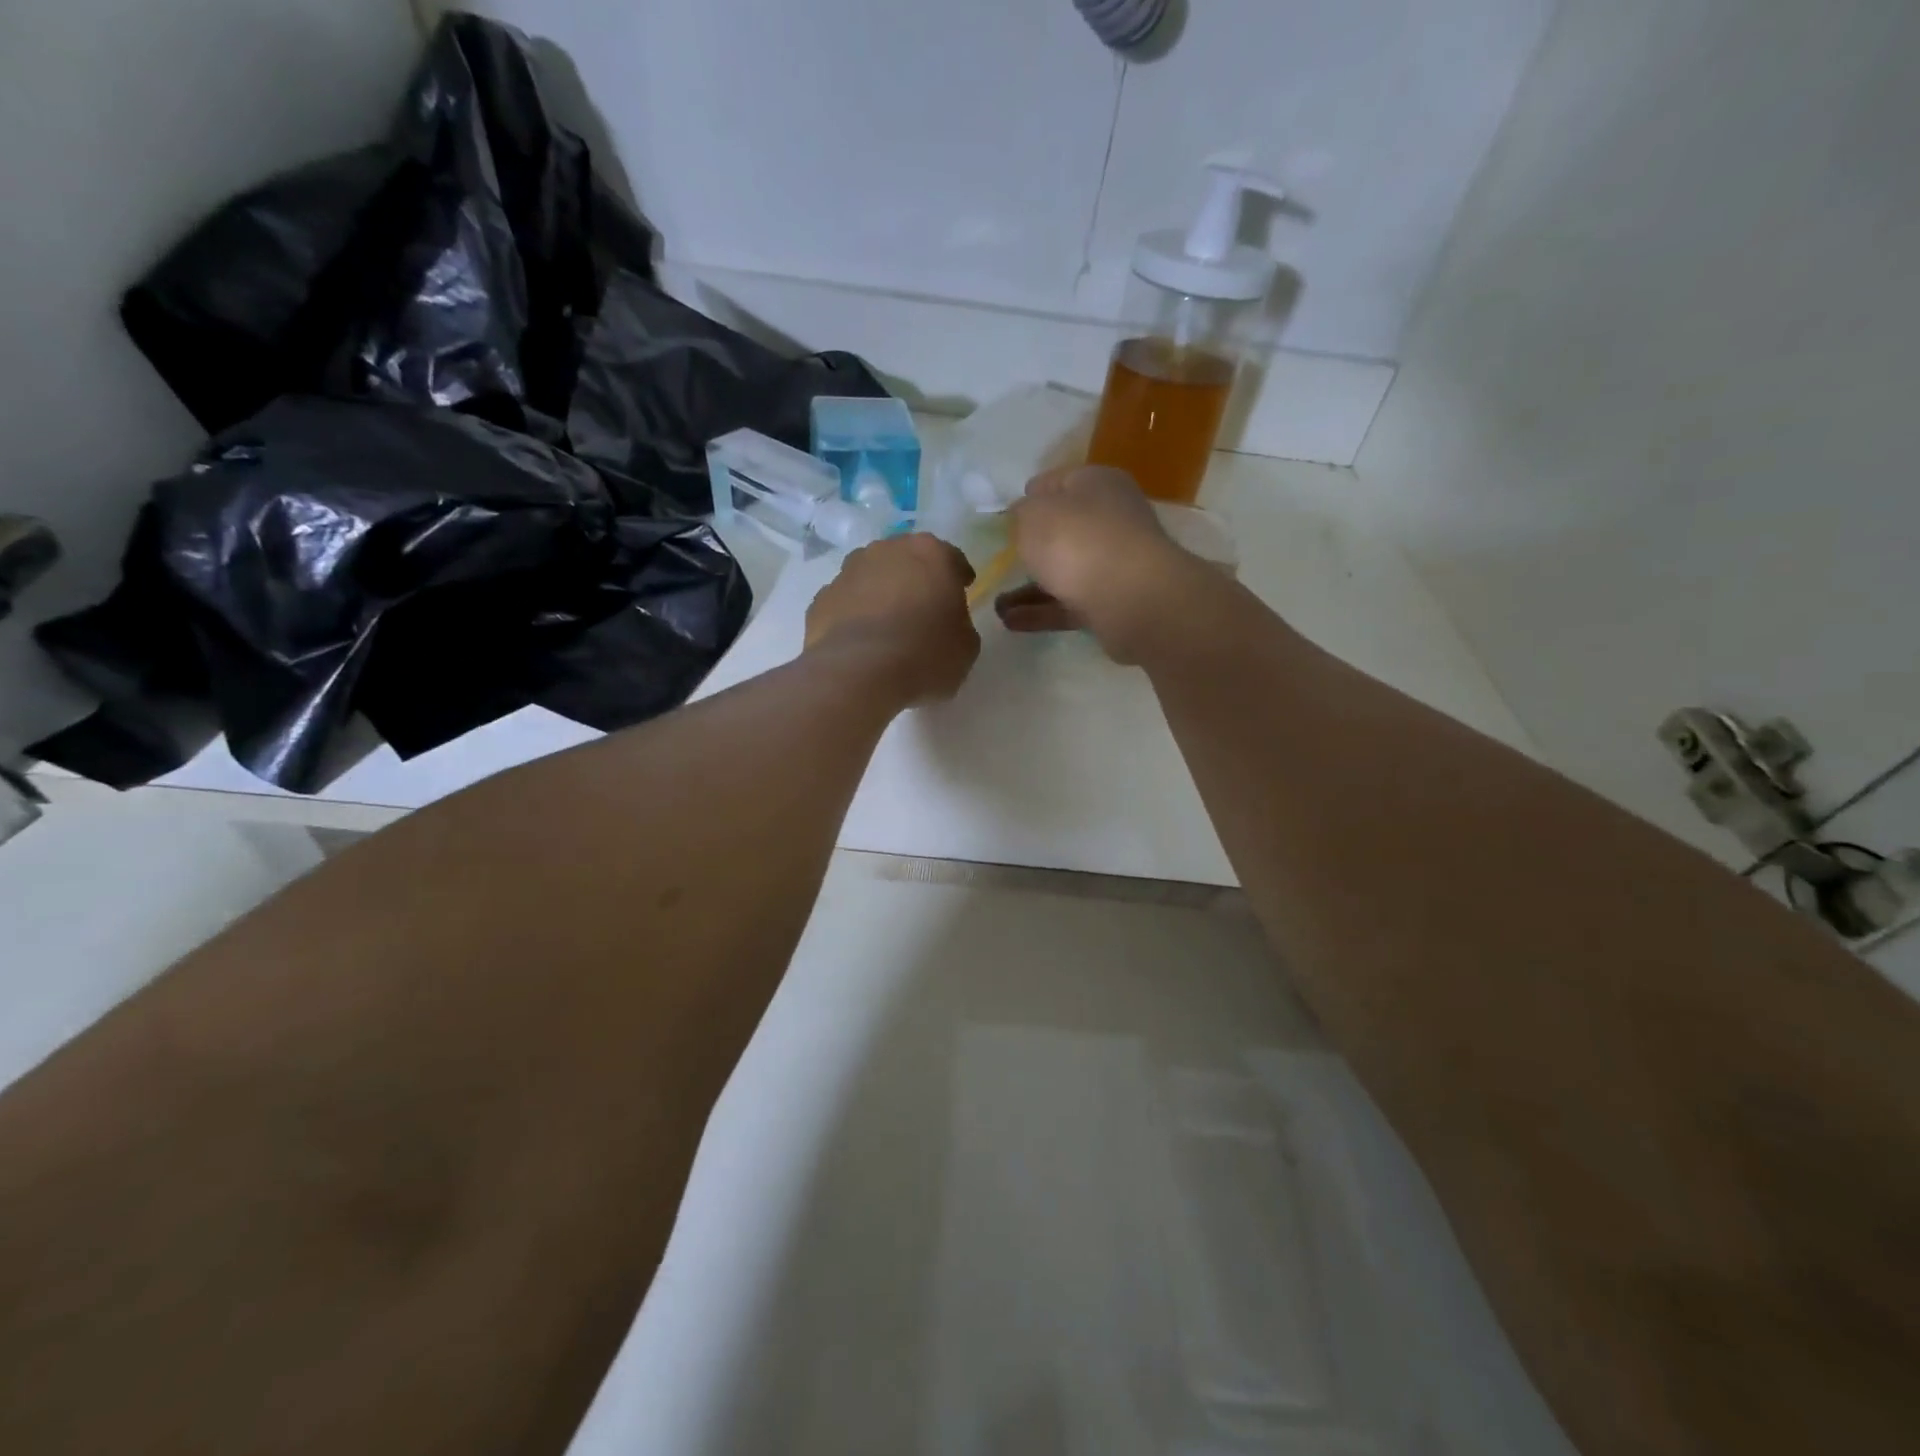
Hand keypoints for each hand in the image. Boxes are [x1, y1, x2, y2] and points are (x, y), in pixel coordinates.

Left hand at [805, 534, 979, 703]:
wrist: (859, 672)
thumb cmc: (925, 653)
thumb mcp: (966, 646)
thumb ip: (960, 624)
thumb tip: (948, 625)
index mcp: (931, 553)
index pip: (952, 558)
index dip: (958, 577)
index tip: (961, 593)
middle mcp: (887, 550)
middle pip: (907, 560)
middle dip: (915, 579)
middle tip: (923, 609)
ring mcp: (848, 571)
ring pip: (871, 577)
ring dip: (880, 593)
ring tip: (887, 626)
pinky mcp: (821, 598)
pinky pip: (845, 603)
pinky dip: (853, 615)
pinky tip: (860, 642)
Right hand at [994, 465, 1201, 661]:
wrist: (1130, 598)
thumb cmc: (1077, 541)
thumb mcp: (1033, 515)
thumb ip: (1021, 513)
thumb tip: (1022, 515)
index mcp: (1097, 483)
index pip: (1058, 482)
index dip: (1030, 496)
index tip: (1005, 518)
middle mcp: (1110, 519)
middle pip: (1064, 530)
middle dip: (1031, 547)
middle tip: (1000, 561)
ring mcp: (1114, 563)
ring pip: (1064, 572)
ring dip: (1029, 588)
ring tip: (996, 604)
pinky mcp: (1112, 602)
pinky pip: (1068, 604)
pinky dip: (1040, 612)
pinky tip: (1010, 622)